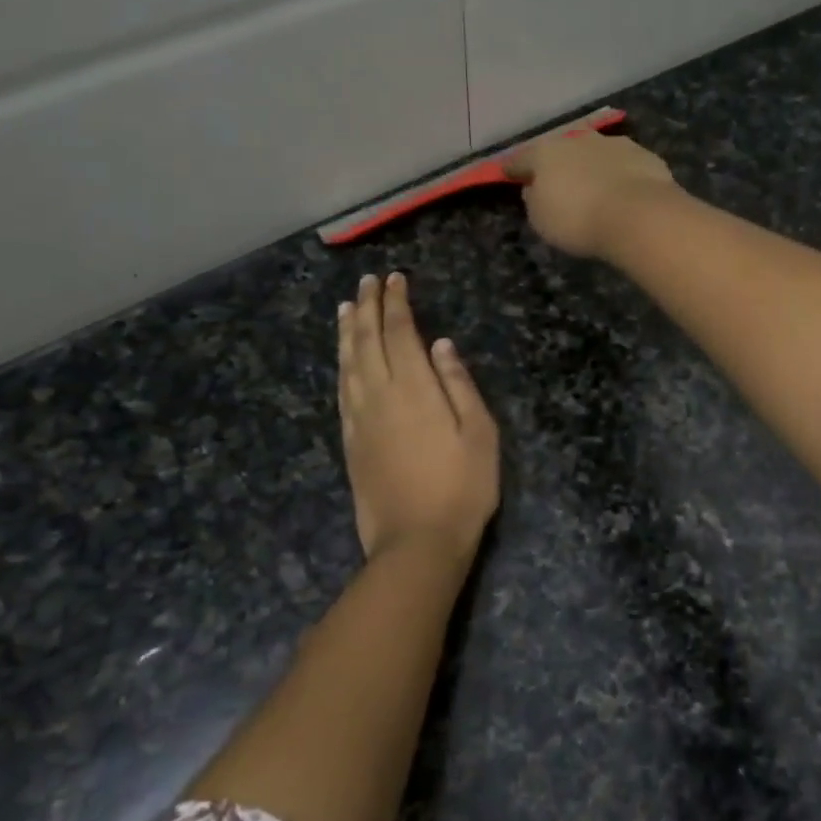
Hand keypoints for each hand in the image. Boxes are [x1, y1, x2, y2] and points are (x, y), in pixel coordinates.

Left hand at [338, 272, 499, 560]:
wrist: (417, 541)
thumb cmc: (462, 488)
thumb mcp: (480, 434)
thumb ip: (459, 385)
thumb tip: (442, 345)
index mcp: (416, 389)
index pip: (400, 333)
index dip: (396, 304)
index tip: (395, 279)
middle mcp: (380, 395)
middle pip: (368, 341)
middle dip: (368, 307)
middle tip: (368, 282)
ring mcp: (360, 419)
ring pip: (348, 363)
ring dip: (348, 332)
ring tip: (347, 308)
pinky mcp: (350, 441)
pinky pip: (341, 391)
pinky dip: (341, 365)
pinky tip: (343, 359)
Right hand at [502, 127, 678, 258]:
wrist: (639, 215)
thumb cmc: (578, 220)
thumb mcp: (541, 220)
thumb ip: (534, 200)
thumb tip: (535, 188)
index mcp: (545, 152)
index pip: (521, 159)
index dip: (513, 169)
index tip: (508, 174)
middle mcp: (579, 139)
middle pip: (561, 151)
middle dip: (558, 164)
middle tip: (557, 182)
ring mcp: (614, 144)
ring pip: (595, 154)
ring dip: (591, 166)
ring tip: (593, 187)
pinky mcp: (645, 155)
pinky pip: (624, 166)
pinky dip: (619, 175)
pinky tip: (623, 192)